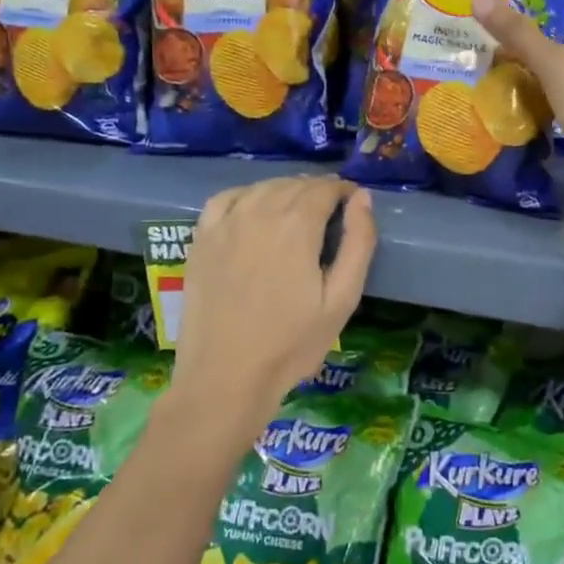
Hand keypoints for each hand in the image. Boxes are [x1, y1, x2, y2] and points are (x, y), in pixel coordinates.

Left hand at [170, 177, 375, 431]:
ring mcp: (225, 224)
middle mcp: (259, 213)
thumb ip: (359, 243)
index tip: (354, 204)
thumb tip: (362, 199)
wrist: (225, 378)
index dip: (344, 191)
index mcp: (297, 226)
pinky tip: (254, 210)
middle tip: (332, 212)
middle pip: (295, 185)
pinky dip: (247, 195)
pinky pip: (226, 198)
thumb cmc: (291, 344)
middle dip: (319, 191)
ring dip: (286, 190)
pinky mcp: (201, 239)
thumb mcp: (342, 299)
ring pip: (263, 187)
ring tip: (298, 212)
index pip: (325, 188)